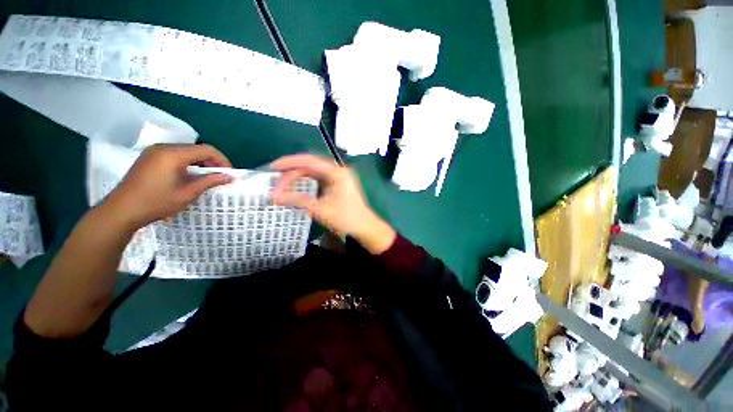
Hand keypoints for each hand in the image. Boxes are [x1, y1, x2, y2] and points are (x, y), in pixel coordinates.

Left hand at [104, 144, 232, 229]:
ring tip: (206, 177)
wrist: (122, 210)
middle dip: (212, 161)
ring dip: (200, 162)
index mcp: (173, 154)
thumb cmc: (156, 202)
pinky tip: (189, 175)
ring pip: (186, 151)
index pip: (207, 150)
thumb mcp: (187, 193)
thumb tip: (229, 177)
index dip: (222, 160)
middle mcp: (164, 147)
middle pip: (196, 149)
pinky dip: (188, 162)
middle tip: (219, 176)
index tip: (229, 174)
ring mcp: (154, 151)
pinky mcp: (149, 156)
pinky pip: (175, 154)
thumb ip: (209, 181)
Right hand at [271, 154, 395, 253]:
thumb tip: (274, 197)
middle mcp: (338, 170)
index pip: (309, 161)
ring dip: (298, 175)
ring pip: (313, 171)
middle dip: (292, 171)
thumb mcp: (321, 210)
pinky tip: (297, 185)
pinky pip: (318, 178)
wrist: (365, 227)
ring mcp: (338, 176)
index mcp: (337, 173)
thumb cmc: (346, 219)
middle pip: (310, 165)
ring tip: (282, 182)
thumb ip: (298, 201)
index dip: (289, 163)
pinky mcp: (337, 183)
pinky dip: (306, 181)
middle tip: (275, 179)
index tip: (273, 168)